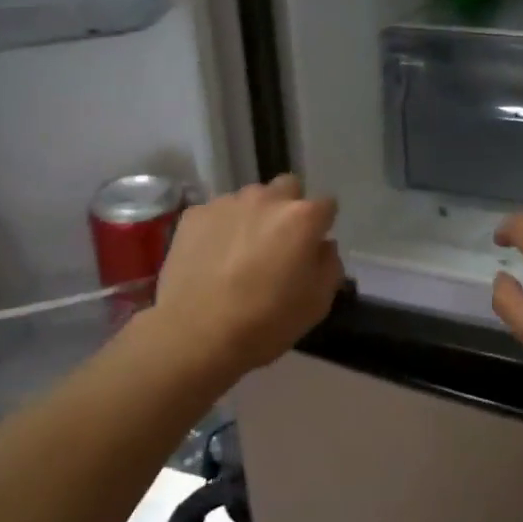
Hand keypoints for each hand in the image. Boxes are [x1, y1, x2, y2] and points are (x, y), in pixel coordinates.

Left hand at [152, 174, 344, 377]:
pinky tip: (213, 257)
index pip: (326, 205)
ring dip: (253, 216)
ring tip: (241, 251)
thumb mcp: (317, 303)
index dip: (322, 225)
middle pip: (287, 187)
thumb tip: (322, 246)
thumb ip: (329, 265)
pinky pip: (217, 213)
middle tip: (280, 241)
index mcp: (301, 218)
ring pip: (250, 198)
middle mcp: (266, 199)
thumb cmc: (266, 322)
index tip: (314, 246)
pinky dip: (221, 227)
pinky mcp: (193, 215)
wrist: (195, 334)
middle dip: (289, 207)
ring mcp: (226, 203)